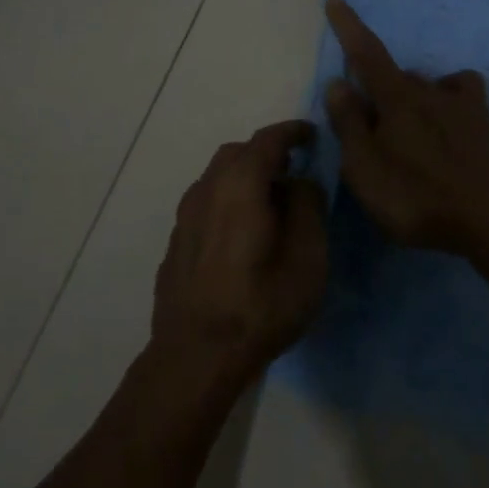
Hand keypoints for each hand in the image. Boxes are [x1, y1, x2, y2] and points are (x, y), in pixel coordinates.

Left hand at [151, 120, 328, 381]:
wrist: (196, 355)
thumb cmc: (261, 304)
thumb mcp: (308, 256)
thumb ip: (308, 207)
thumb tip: (300, 182)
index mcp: (240, 185)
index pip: (267, 140)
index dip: (292, 132)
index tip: (312, 135)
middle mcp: (206, 190)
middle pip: (236, 154)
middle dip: (266, 153)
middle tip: (293, 169)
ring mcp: (185, 218)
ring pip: (217, 179)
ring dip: (244, 178)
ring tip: (270, 201)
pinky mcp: (177, 244)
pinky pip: (206, 205)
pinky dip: (228, 201)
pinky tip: (241, 232)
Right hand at [324, 0, 488, 260]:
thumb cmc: (421, 197)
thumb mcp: (366, 169)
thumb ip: (350, 125)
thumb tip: (338, 84)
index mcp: (402, 102)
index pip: (368, 55)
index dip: (349, 28)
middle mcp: (441, 97)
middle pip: (410, 78)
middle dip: (393, 88)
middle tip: (382, 123)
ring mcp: (479, 116)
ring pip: (455, 89)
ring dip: (440, 97)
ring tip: (433, 128)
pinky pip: (484, 126)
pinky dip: (473, 134)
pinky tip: (472, 159)